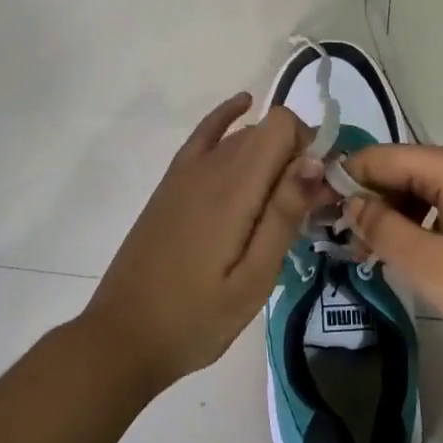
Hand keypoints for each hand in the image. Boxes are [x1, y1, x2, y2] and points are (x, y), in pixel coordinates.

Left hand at [84, 95, 333, 392]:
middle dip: (296, 154)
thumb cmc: (196, 319)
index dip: (310, 147)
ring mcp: (185, 172)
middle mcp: (209, 166)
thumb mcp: (252, 280)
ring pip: (241, 135)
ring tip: (285, 199)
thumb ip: (283, 216)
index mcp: (233, 189)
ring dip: (272, 151)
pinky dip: (227, 118)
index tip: (319, 192)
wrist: (123, 336)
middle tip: (307, 208)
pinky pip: (205, 135)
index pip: (282, 126)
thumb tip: (314, 161)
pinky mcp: (171, 183)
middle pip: (266, 130)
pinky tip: (243, 106)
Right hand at [342, 143, 442, 387]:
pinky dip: (435, 225)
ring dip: (404, 216)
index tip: (321, 211)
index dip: (348, 178)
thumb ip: (382, 228)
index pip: (384, 155)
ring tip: (384, 257)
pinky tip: (429, 259)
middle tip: (352, 246)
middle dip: (376, 201)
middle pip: (410, 169)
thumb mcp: (430, 267)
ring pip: (436, 190)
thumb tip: (351, 201)